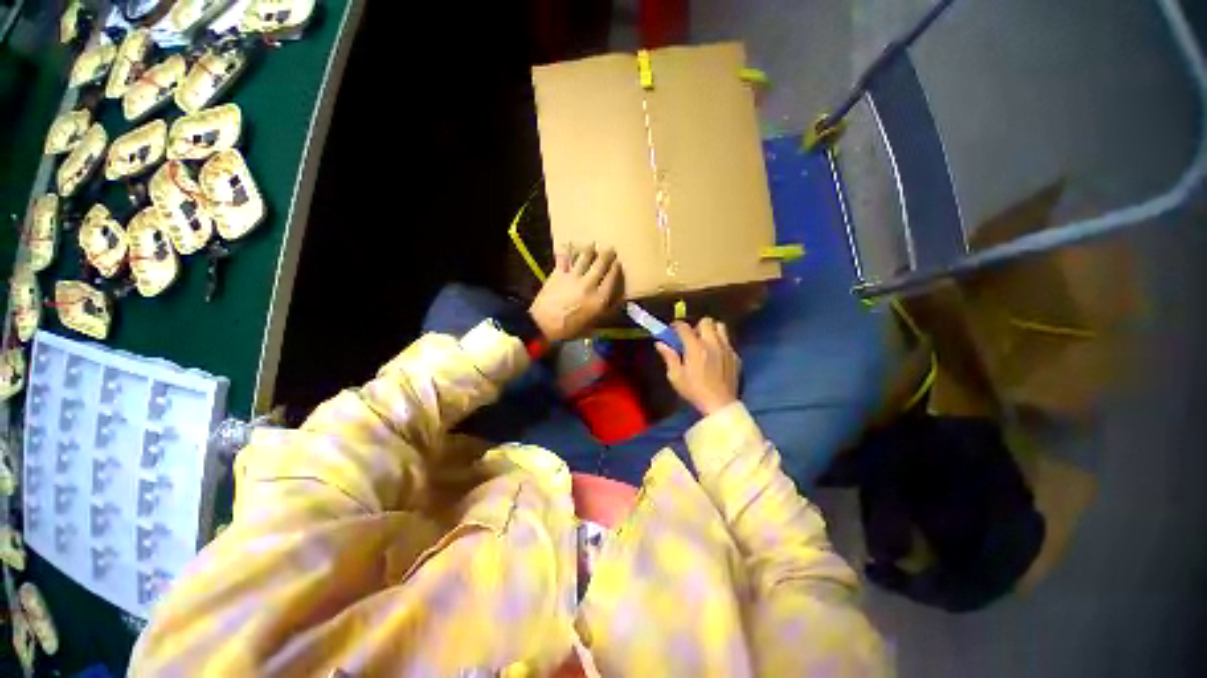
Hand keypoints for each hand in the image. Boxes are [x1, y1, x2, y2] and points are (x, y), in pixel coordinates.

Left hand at [529, 243, 622, 341]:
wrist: (543, 326)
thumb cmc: (570, 329)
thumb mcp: (593, 324)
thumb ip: (607, 311)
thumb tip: (621, 301)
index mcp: (599, 299)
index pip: (612, 278)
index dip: (616, 269)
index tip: (618, 263)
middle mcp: (588, 284)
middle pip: (600, 264)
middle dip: (607, 255)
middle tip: (610, 249)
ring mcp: (572, 277)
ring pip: (584, 258)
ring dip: (590, 249)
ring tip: (593, 245)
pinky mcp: (558, 273)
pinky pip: (564, 258)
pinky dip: (567, 250)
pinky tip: (569, 244)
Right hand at [655, 318, 740, 415]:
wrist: (720, 404)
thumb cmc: (694, 390)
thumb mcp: (676, 376)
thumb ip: (669, 357)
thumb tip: (660, 343)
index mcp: (695, 347)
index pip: (684, 326)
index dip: (676, 325)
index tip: (672, 330)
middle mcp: (712, 343)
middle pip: (706, 321)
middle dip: (696, 326)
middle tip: (691, 338)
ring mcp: (726, 348)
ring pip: (720, 327)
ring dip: (711, 331)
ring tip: (705, 342)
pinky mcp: (735, 356)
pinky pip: (728, 342)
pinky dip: (720, 343)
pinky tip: (716, 356)